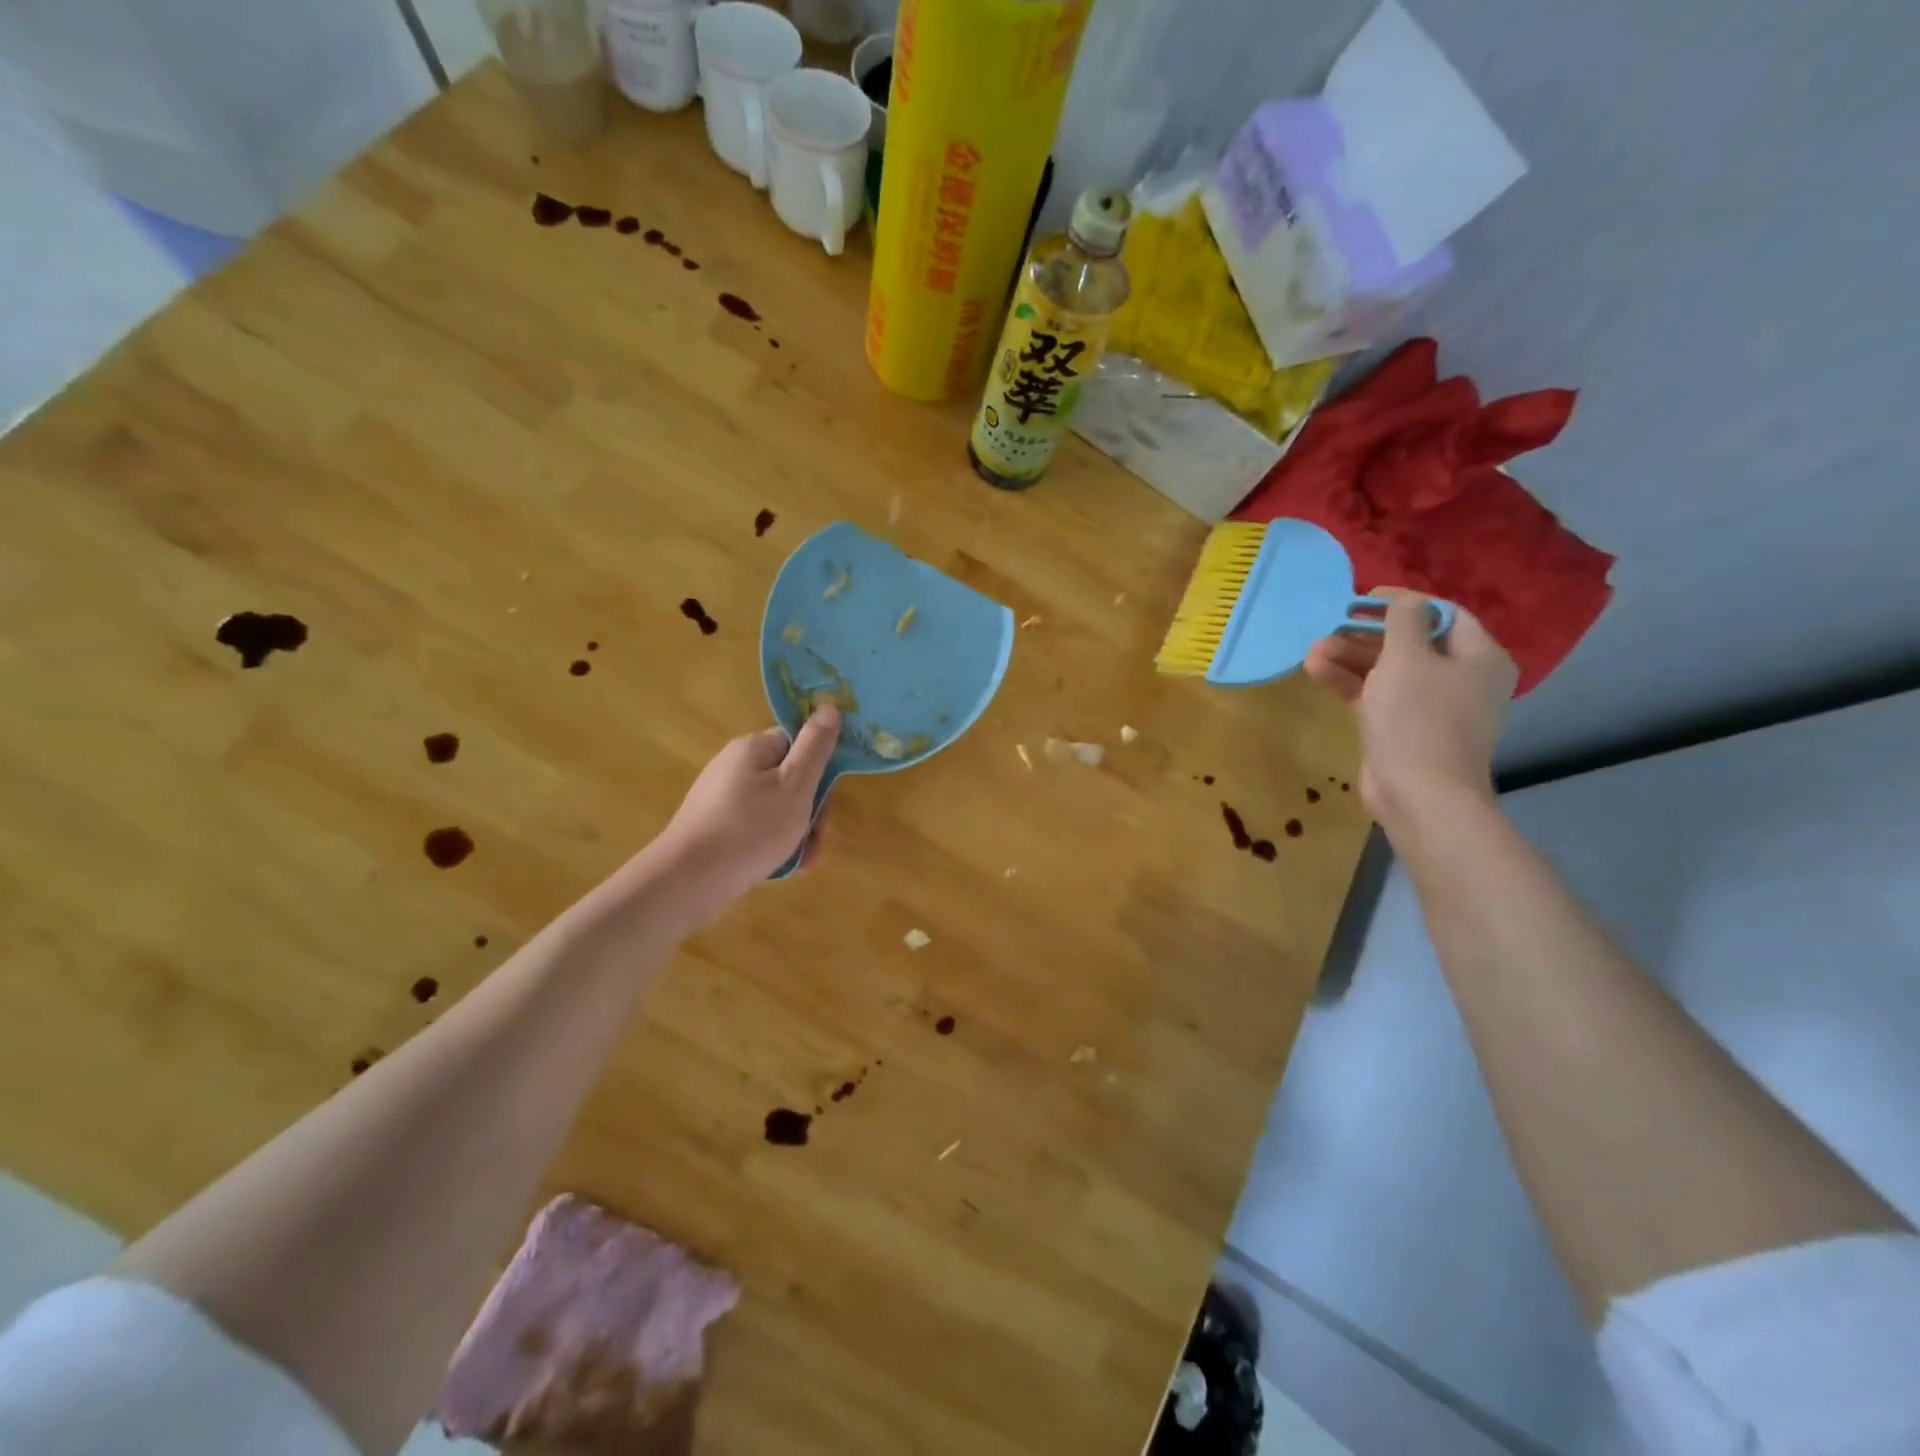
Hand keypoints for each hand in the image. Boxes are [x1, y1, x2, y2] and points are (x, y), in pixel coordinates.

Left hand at [645, 706, 840, 913]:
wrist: (688, 880)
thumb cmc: (750, 829)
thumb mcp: (795, 786)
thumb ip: (816, 746)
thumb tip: (829, 706)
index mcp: (752, 749)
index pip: (798, 744)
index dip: (820, 771)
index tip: (828, 801)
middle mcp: (733, 766)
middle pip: (788, 779)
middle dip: (810, 811)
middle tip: (816, 841)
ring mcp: (720, 798)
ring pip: (774, 809)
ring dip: (796, 833)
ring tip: (802, 862)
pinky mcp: (712, 827)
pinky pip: (754, 828)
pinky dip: (772, 844)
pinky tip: (779, 868)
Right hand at [1304, 590, 1516, 831]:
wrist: (1419, 793)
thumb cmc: (1418, 718)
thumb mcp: (1408, 659)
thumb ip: (1404, 621)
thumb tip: (1406, 600)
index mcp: (1478, 656)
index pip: (1443, 613)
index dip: (1403, 602)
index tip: (1362, 598)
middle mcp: (1461, 678)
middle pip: (1411, 642)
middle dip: (1367, 634)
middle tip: (1331, 626)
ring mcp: (1431, 706)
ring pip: (1389, 670)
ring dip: (1351, 658)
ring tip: (1314, 650)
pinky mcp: (1404, 728)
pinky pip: (1378, 695)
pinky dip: (1351, 683)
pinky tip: (1317, 671)